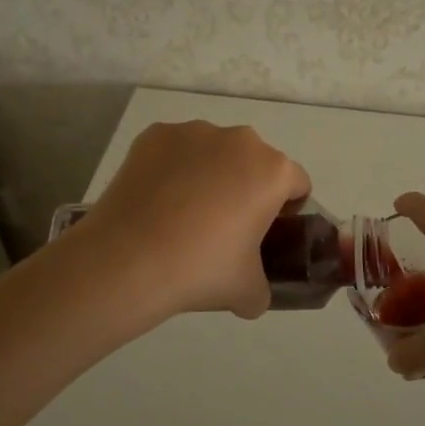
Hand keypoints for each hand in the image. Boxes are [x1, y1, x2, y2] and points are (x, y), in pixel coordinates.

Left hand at [76, 121, 310, 320]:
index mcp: (272, 171)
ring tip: (183, 214)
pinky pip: (176, 151)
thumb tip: (253, 291)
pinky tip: (157, 201)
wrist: (127, 260)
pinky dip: (173, 169)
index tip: (266, 234)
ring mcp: (194, 132)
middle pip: (255, 162)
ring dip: (210, 174)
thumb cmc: (201, 270)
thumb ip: (263, 288)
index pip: (296, 184)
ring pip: (215, 152)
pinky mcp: (155, 135)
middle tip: (224, 227)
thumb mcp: (249, 293)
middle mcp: (239, 140)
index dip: (287, 210)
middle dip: (247, 187)